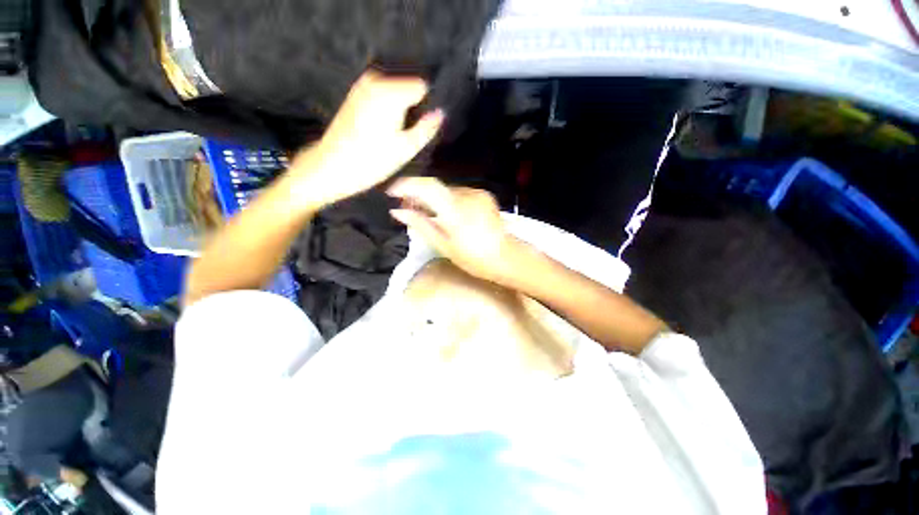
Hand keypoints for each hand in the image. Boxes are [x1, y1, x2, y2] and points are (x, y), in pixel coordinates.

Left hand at [288, 70, 443, 207]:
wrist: (332, 166)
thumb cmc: (373, 161)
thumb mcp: (407, 149)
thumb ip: (427, 128)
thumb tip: (441, 113)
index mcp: (391, 92)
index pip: (422, 86)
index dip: (426, 106)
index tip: (422, 126)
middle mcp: (376, 79)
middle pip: (408, 86)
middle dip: (413, 107)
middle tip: (408, 133)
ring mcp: (363, 84)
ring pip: (396, 90)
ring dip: (401, 108)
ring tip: (395, 133)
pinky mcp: (356, 93)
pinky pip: (382, 93)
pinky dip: (388, 107)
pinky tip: (383, 128)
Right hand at [387, 177, 518, 282]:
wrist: (507, 257)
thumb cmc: (474, 258)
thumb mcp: (443, 245)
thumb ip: (420, 224)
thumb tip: (397, 211)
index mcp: (454, 210)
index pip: (426, 186)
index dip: (406, 185)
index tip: (391, 192)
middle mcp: (466, 195)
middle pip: (435, 187)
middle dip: (417, 194)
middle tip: (405, 207)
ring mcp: (477, 194)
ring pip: (447, 190)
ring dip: (433, 198)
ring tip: (424, 211)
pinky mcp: (484, 195)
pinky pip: (459, 193)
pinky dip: (447, 200)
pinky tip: (445, 212)